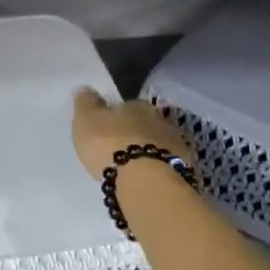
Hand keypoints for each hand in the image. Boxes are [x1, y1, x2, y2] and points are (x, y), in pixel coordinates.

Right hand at [72, 88, 193, 181]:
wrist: (144, 181)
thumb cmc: (110, 145)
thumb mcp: (87, 120)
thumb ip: (87, 103)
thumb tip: (86, 88)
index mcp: (137, 105)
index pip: (127, 105)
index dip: (116, 116)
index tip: (107, 128)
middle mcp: (160, 120)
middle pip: (145, 124)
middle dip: (134, 134)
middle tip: (119, 149)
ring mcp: (176, 145)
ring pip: (158, 145)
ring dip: (147, 152)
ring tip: (132, 168)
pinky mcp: (183, 170)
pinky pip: (166, 166)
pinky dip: (157, 170)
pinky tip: (146, 181)